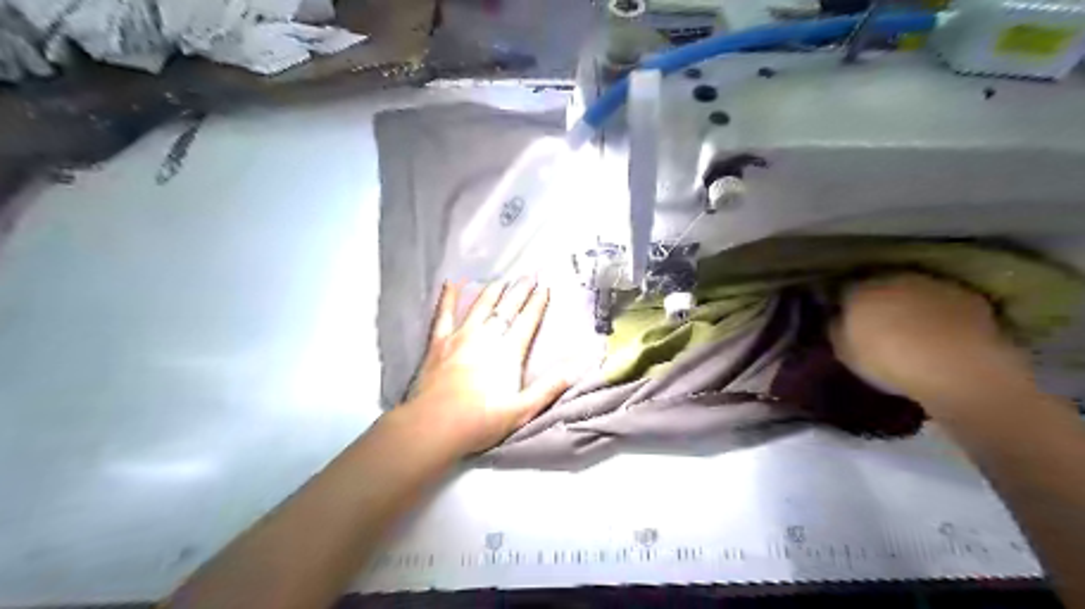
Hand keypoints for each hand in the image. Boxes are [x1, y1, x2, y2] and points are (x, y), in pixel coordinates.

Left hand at [397, 281, 567, 456]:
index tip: (545, 288)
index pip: (527, 322)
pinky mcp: (438, 343)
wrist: (435, 426)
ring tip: (501, 280)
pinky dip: (448, 298)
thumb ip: (549, 387)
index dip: (537, 304)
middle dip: (519, 291)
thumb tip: (578, 367)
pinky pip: (444, 314)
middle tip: (528, 275)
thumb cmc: (481, 422)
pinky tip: (450, 283)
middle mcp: (486, 338)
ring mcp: (460, 337)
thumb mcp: (523, 410)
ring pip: (479, 306)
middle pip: (506, 309)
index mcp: (508, 353)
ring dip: (492, 291)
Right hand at [834, 273, 1032, 411]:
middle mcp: (893, 278)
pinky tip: (941, 333)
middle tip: (877, 322)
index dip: (843, 303)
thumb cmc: (888, 360)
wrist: (957, 366)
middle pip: (879, 284)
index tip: (845, 318)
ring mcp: (932, 284)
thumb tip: (837, 319)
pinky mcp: (969, 296)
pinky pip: (944, 301)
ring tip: (911, 328)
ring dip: (909, 303)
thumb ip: (837, 330)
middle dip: (877, 299)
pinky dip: (939, 312)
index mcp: (858, 290)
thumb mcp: (845, 353)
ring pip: (912, 290)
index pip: (843, 289)